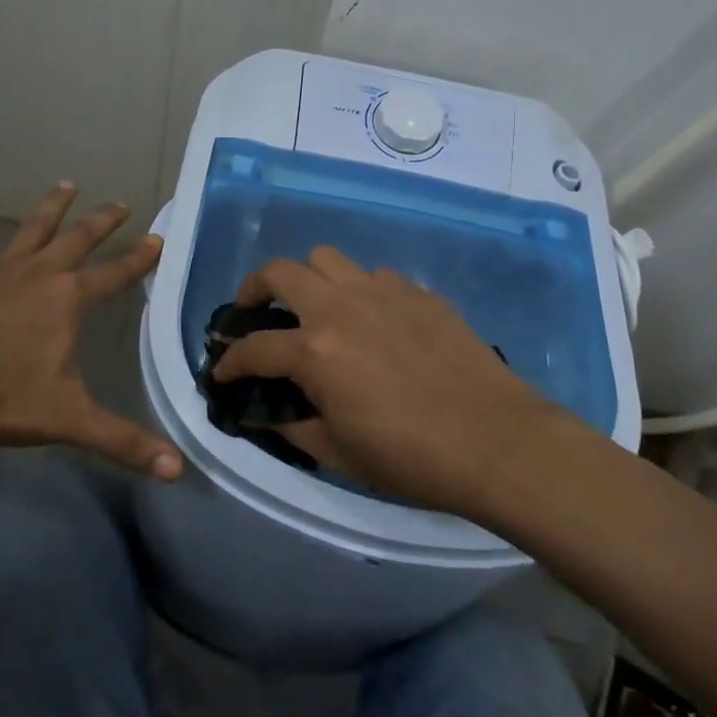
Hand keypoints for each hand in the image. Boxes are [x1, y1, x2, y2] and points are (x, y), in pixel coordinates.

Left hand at [0, 182, 182, 479]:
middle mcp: (39, 274)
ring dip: (52, 207)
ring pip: (33, 229)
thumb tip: (178, 468)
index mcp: (67, 301)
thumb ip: (123, 441)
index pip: (115, 274)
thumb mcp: (67, 420)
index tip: (158, 237)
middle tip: (121, 202)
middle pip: (78, 239)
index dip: (140, 258)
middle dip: (102, 220)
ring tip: (67, 184)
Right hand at [212, 247, 586, 516]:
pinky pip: (375, 276)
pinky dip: (360, 291)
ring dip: (309, 278)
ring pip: (327, 258)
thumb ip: (295, 428)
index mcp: (314, 350)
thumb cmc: (411, 457)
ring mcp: (381, 292)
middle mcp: (339, 307)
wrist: (496, 441)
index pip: (254, 348)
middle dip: (254, 289)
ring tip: (315, 306)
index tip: (221, 372)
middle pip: (280, 272)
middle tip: (254, 312)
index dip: (229, 361)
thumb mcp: (340, 455)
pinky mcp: (417, 292)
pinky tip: (373, 320)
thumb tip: (268, 414)